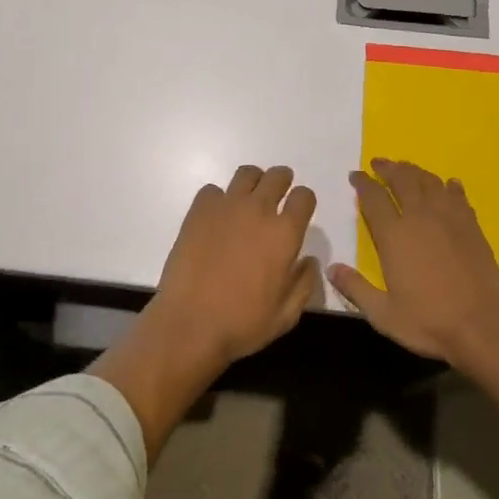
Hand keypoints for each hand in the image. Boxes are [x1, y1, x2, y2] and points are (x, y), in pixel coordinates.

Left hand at [90, 166, 318, 461]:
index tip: (299, 211)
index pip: (304, 196)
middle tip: (276, 196)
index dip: (304, 201)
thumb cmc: (243, 324)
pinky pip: (213, 190)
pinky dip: (218, 199)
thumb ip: (304, 284)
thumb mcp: (286, 315)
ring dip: (253, 182)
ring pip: (246, 174)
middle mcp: (258, 211)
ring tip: (247, 201)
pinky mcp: (198, 211)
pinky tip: (216, 218)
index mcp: (284, 234)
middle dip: (282, 182)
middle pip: (277, 176)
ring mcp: (226, 207)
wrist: (190, 323)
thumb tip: (308, 260)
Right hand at [330, 158, 498, 455]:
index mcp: (394, 235)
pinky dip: (449, 186)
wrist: (484, 326)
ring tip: (406, 168)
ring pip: (429, 182)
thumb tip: (331, 268)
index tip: (355, 175)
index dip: (362, 184)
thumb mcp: (383, 314)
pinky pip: (457, 196)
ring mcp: (449, 219)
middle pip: (402, 180)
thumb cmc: (429, 322)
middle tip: (379, 163)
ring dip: (415, 171)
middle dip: (388, 168)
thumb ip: (355, 288)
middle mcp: (420, 218)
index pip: (373, 198)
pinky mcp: (472, 226)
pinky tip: (448, 185)